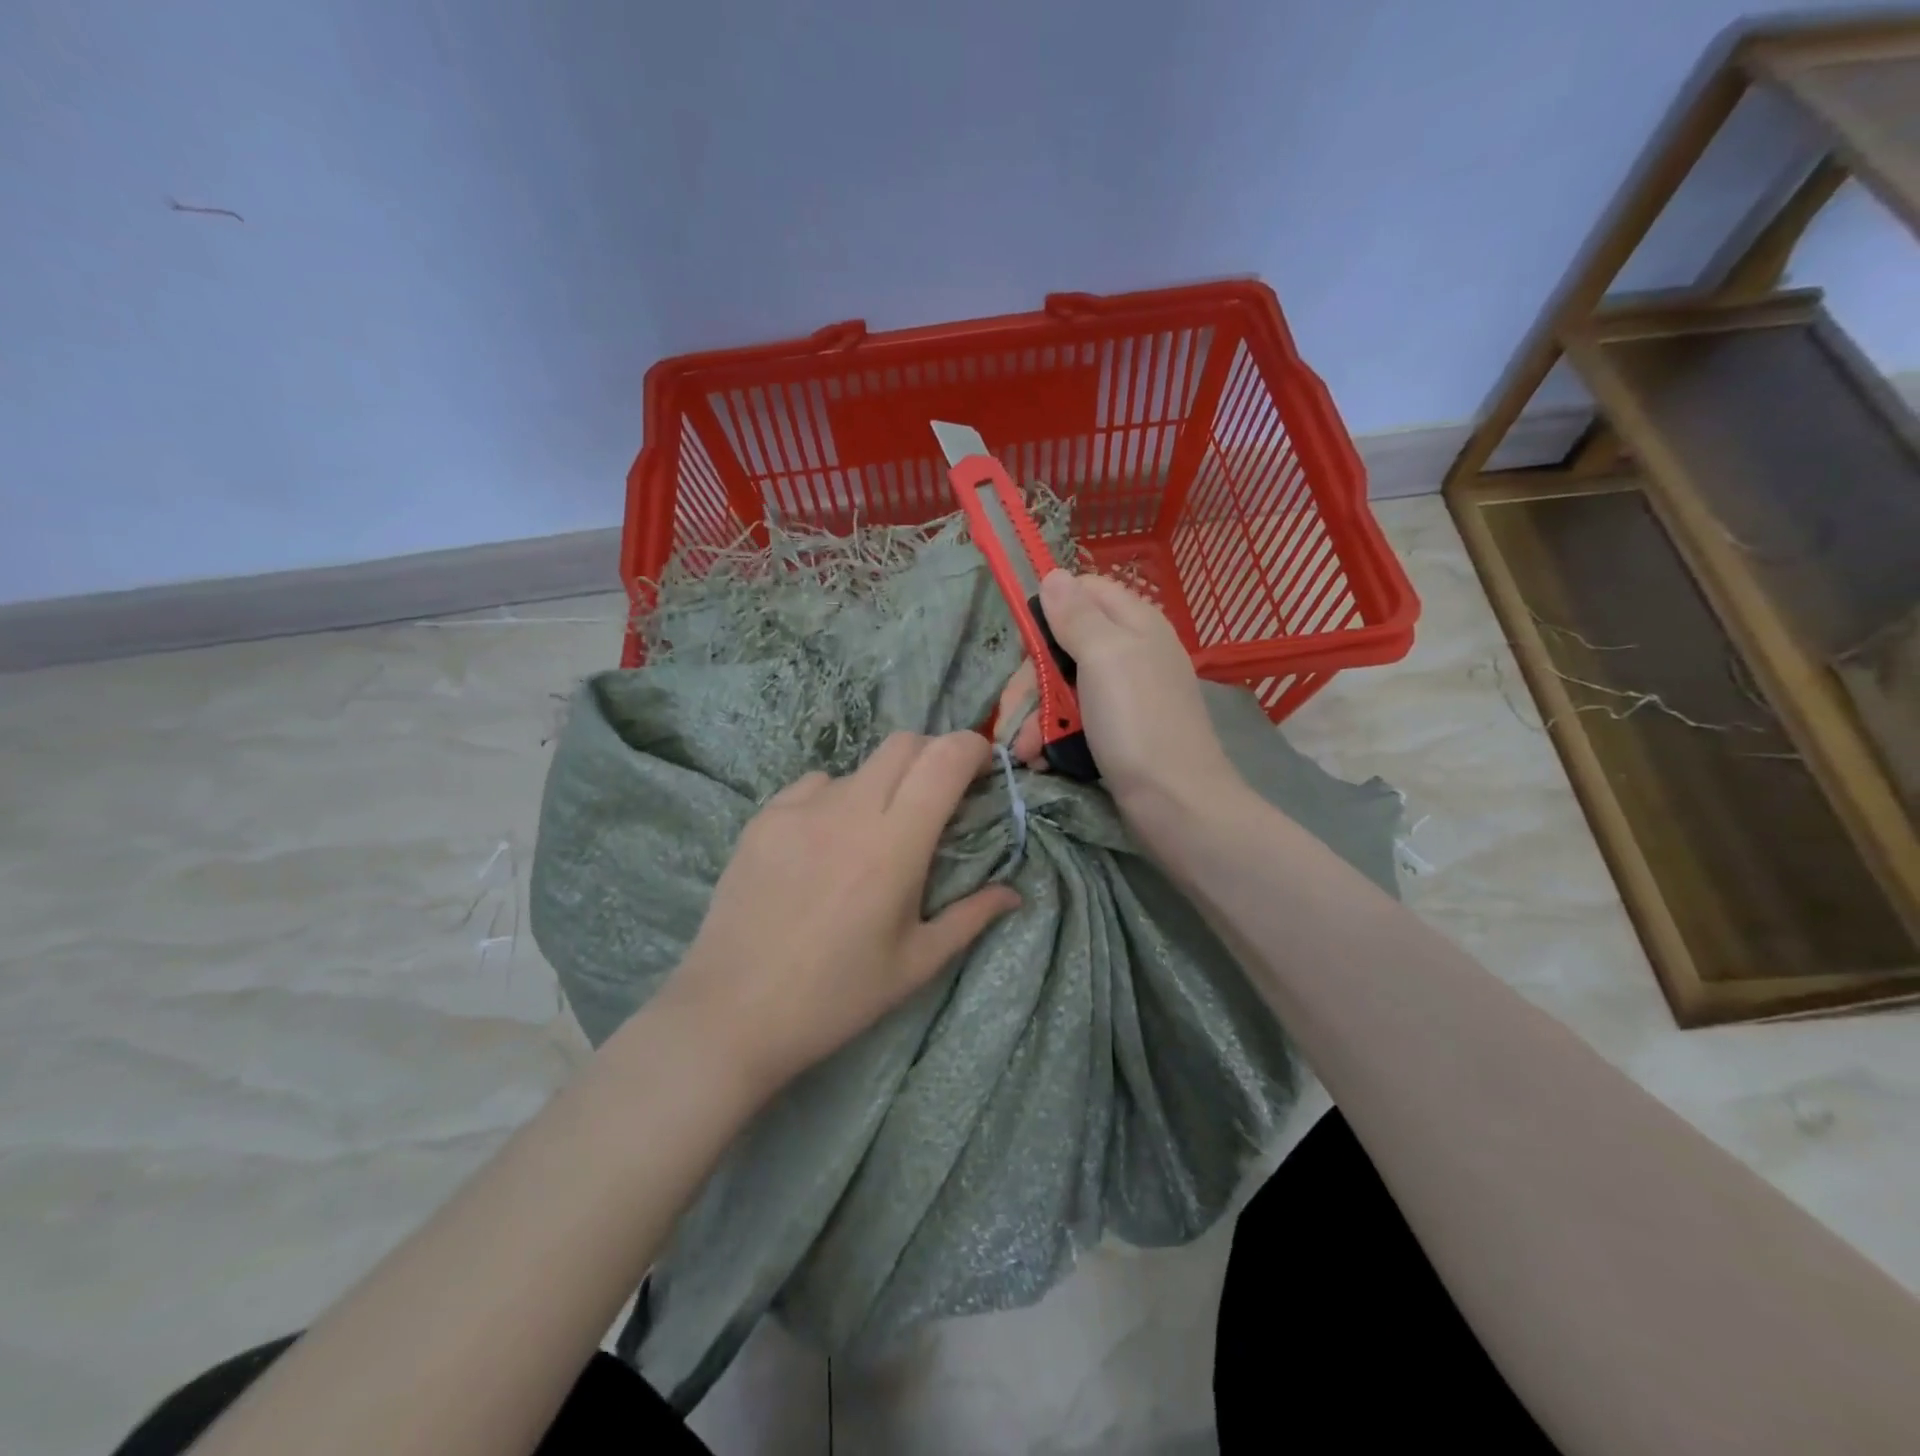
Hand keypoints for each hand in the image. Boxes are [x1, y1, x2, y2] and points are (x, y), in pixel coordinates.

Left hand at [658, 731, 1019, 1099]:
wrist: (732, 1013)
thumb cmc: (836, 997)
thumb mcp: (915, 964)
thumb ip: (971, 918)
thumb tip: (1014, 894)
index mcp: (895, 846)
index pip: (944, 760)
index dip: (972, 749)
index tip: (982, 769)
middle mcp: (849, 812)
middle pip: (904, 744)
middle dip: (933, 756)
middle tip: (939, 797)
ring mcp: (799, 809)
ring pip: (860, 767)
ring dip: (884, 784)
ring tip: (875, 834)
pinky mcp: (763, 818)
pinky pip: (814, 786)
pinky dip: (837, 799)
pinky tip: (826, 844)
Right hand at [999, 571, 1242, 817]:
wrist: (1177, 805)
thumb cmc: (1138, 723)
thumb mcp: (1105, 658)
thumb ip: (1077, 615)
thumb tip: (1054, 574)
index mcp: (1134, 623)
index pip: (1084, 592)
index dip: (1050, 612)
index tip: (1024, 646)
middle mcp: (1130, 652)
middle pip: (1064, 646)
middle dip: (1031, 682)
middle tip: (1011, 717)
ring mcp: (1124, 695)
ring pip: (1064, 688)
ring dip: (1036, 717)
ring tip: (1023, 752)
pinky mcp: (1117, 733)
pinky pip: (1076, 721)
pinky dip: (1054, 737)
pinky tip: (1041, 759)